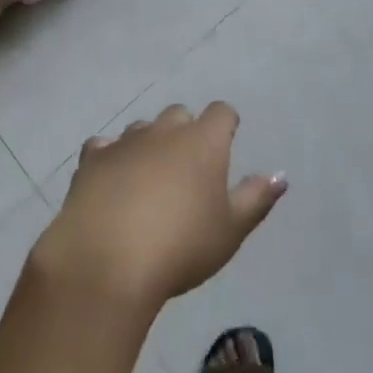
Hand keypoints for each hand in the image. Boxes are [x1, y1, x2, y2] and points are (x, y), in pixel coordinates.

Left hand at [30, 103, 286, 312]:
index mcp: (203, 142)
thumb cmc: (181, 247)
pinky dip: (110, 157)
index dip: (225, 124)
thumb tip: (279, 175)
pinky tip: (110, 181)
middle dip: (185, 132)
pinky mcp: (92, 158)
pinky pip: (104, 146)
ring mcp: (125, 141)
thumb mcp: (230, 231)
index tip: (227, 141)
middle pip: (179, 114)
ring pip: (142, 128)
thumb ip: (256, 199)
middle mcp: (165, 130)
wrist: (108, 260)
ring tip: (149, 179)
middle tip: (187, 168)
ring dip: (149, 144)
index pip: (221, 112)